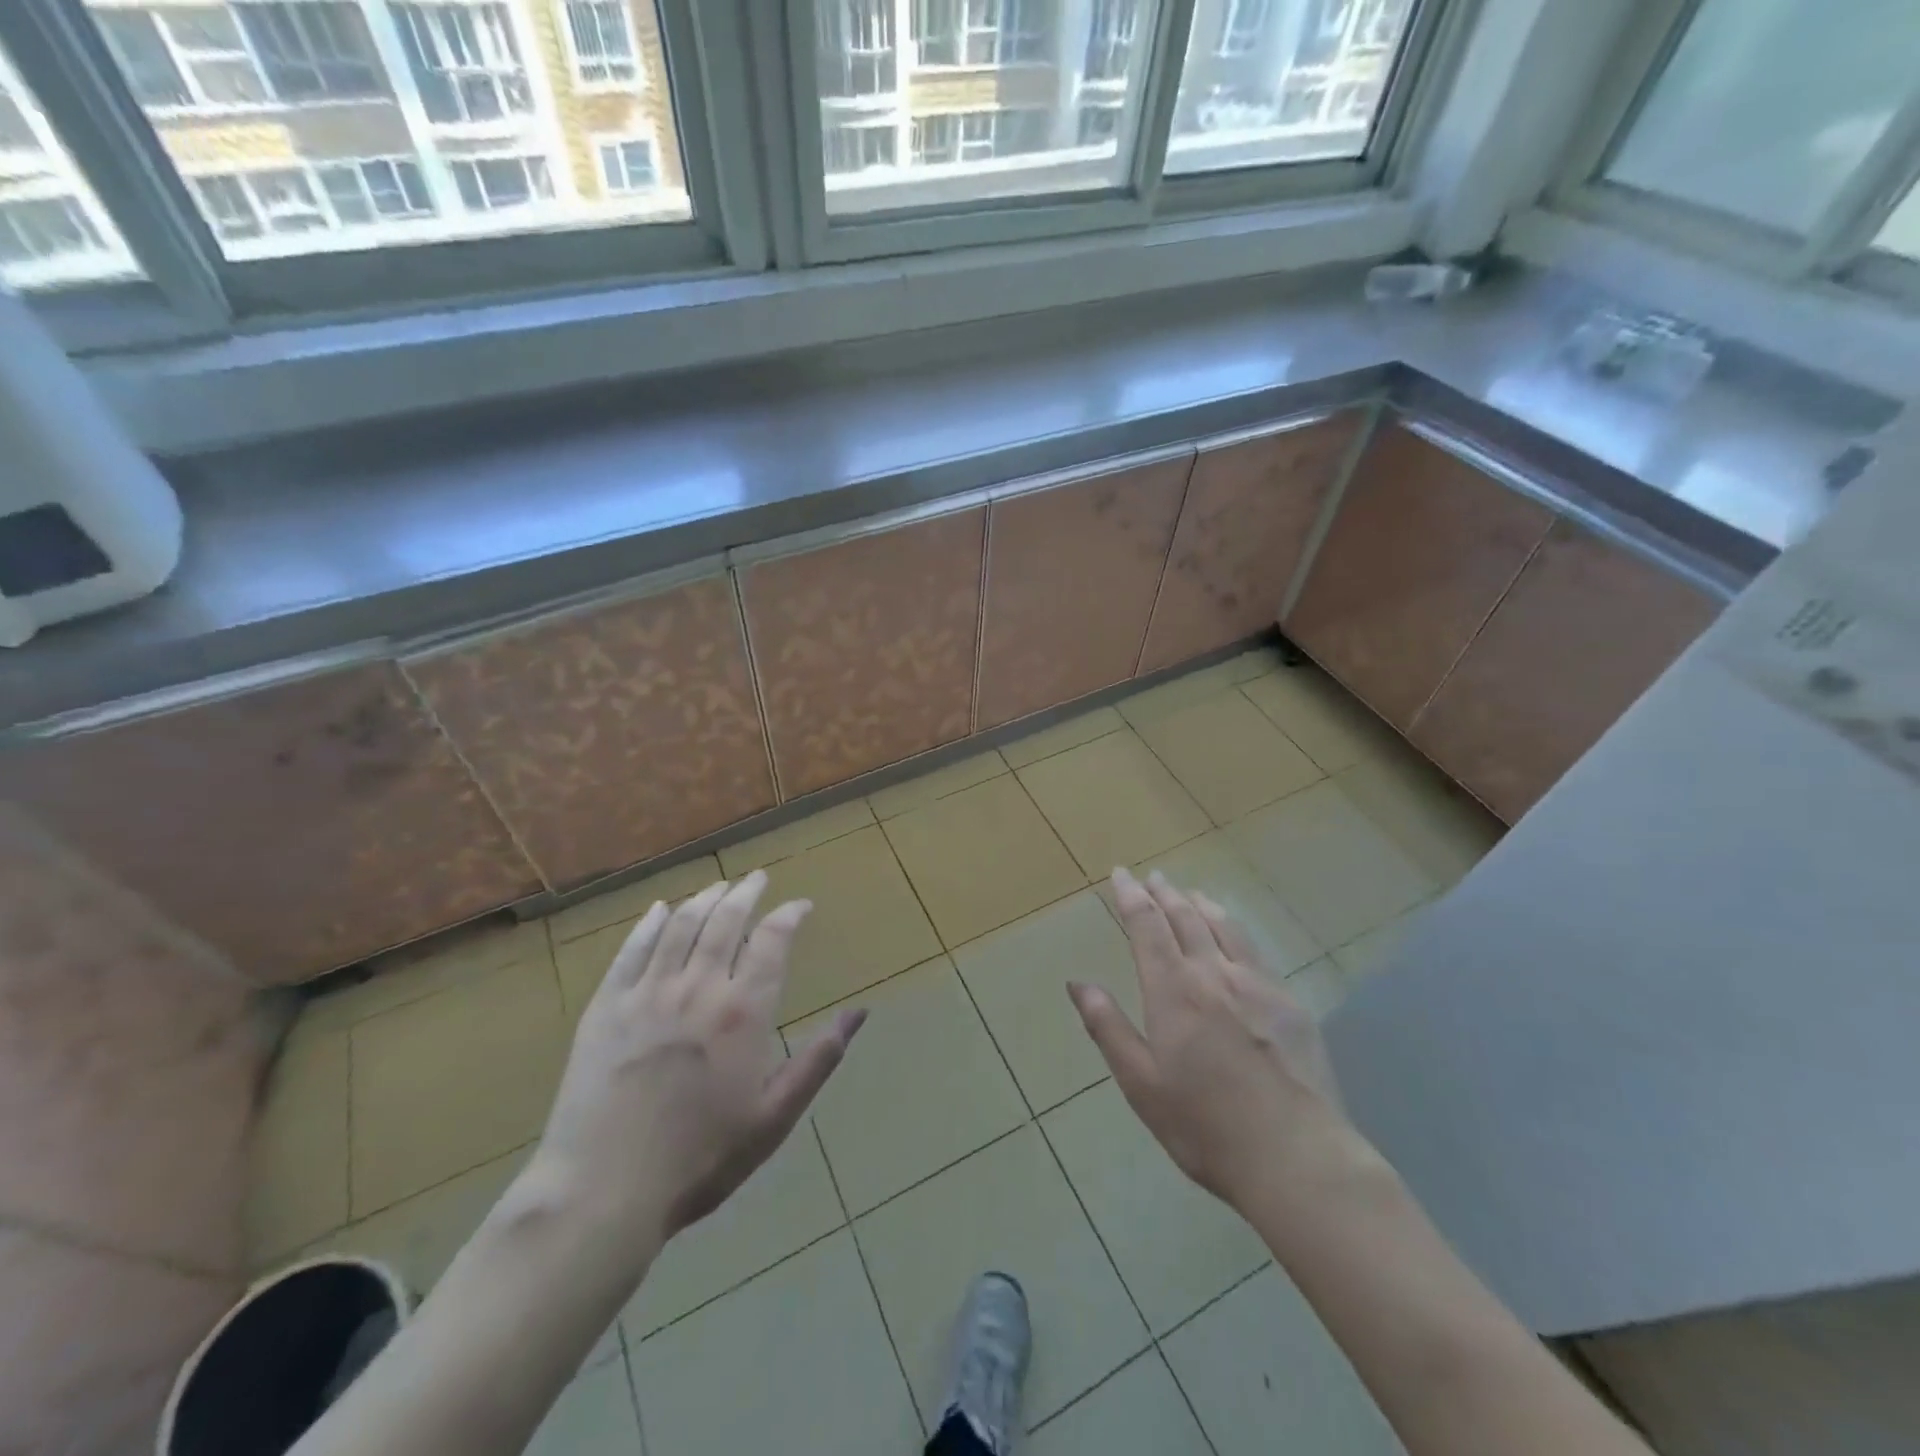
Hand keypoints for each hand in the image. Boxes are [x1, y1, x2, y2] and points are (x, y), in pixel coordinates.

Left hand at [530, 873, 864, 1265]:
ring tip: (718, 886)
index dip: (789, 915)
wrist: (604, 1190)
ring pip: (681, 926)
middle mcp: (698, 987)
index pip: (772, 940)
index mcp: (743, 1011)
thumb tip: (860, 1013)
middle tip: (757, 878)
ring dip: (704, 899)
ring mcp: (647, 993)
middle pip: (725, 920)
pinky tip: (660, 910)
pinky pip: (631, 951)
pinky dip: (649, 924)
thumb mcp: (775, 1117)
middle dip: (746, 893)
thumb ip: (819, 1060)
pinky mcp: (606, 1007)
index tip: (800, 905)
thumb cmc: (701, 1158)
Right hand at [1068, 867, 1362, 1215]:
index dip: (1132, 896)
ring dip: (1200, 904)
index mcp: (1174, 991)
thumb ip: (1108, 1028)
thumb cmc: (1205, 1127)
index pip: (1147, 926)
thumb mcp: (1141, 1084)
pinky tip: (1234, 934)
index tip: (1121, 874)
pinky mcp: (1289, 1003)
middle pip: (1186, 917)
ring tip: (1189, 893)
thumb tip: (1077, 983)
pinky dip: (1234, 928)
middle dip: (1164, 893)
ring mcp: (1257, 985)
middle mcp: (1214, 974)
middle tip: (1153, 876)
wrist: (1297, 1157)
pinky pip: (1254, 949)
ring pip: (1224, 926)